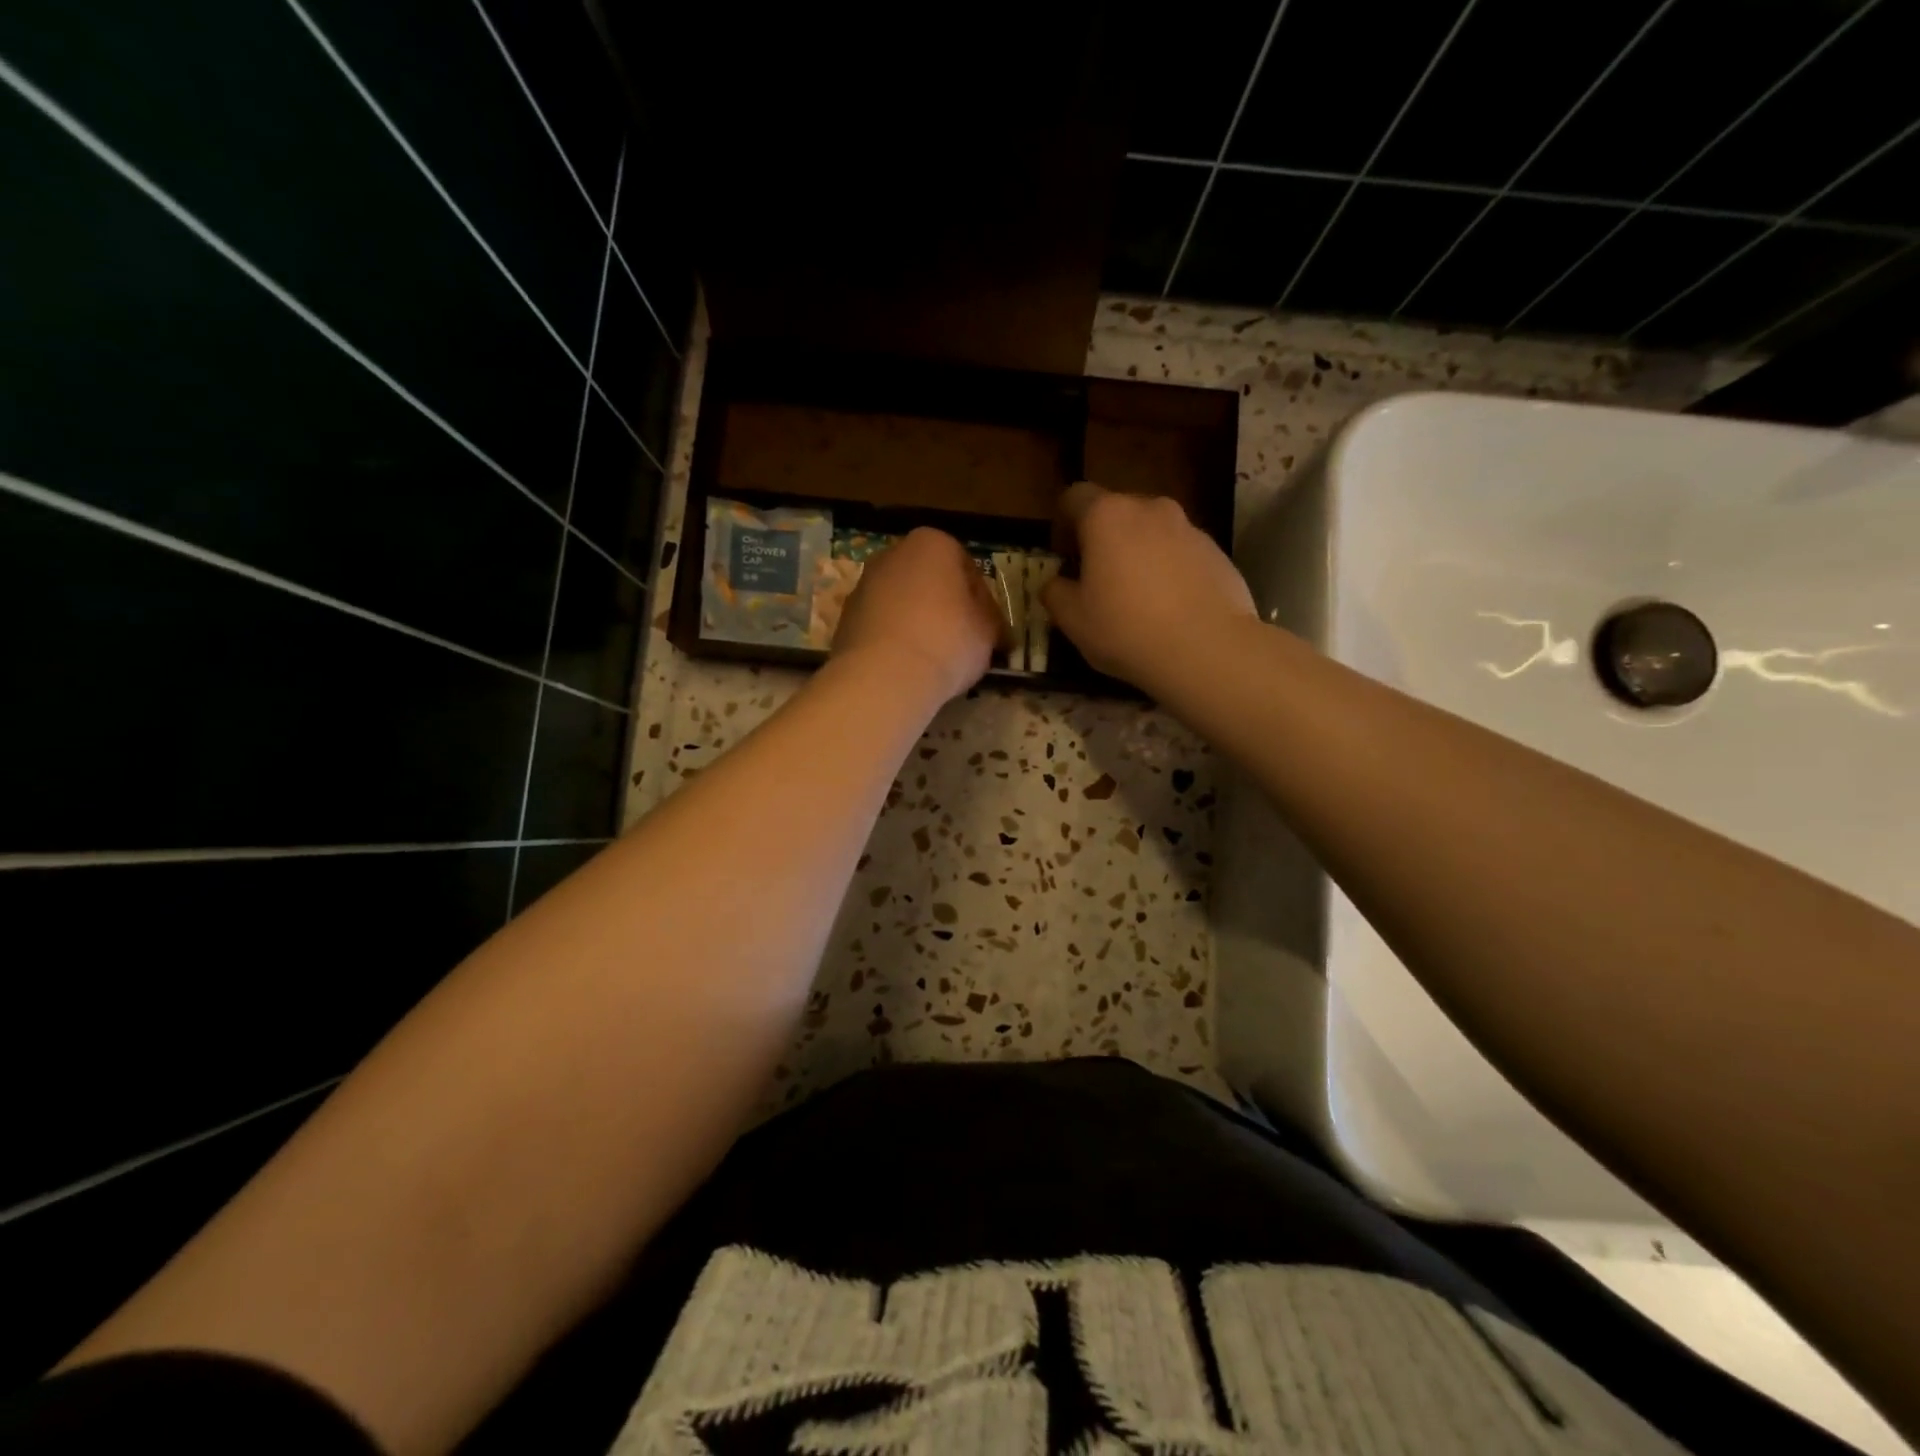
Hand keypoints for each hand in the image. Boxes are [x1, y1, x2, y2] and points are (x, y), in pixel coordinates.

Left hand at [832, 527, 1002, 703]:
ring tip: (934, 659)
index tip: (991, 633)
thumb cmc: (947, 641)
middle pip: (931, 582)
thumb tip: (991, 629)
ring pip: (903, 603)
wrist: (884, 677)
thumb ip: (990, 621)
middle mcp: (893, 554)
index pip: (969, 571)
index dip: (984, 604)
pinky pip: (882, 625)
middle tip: (964, 643)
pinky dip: (895, 640)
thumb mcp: (988, 631)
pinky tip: (907, 667)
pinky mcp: (845, 617)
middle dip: (947, 608)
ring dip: (919, 624)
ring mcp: (863, 584)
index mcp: (933, 543)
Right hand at [1042, 482, 1257, 693]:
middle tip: (1098, 581)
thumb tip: (1055, 584)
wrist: (1207, 650)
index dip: (1063, 524)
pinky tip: (1170, 609)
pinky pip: (1182, 554)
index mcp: (1107, 516)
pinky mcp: (1217, 552)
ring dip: (1139, 554)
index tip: (1064, 557)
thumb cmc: (1126, 629)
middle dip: (1104, 539)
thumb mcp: (1073, 620)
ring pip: (1152, 533)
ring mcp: (1190, 528)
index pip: (1075, 497)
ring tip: (1138, 599)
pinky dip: (1170, 571)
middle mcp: (1150, 509)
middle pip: (1117, 512)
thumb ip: (1055, 593)